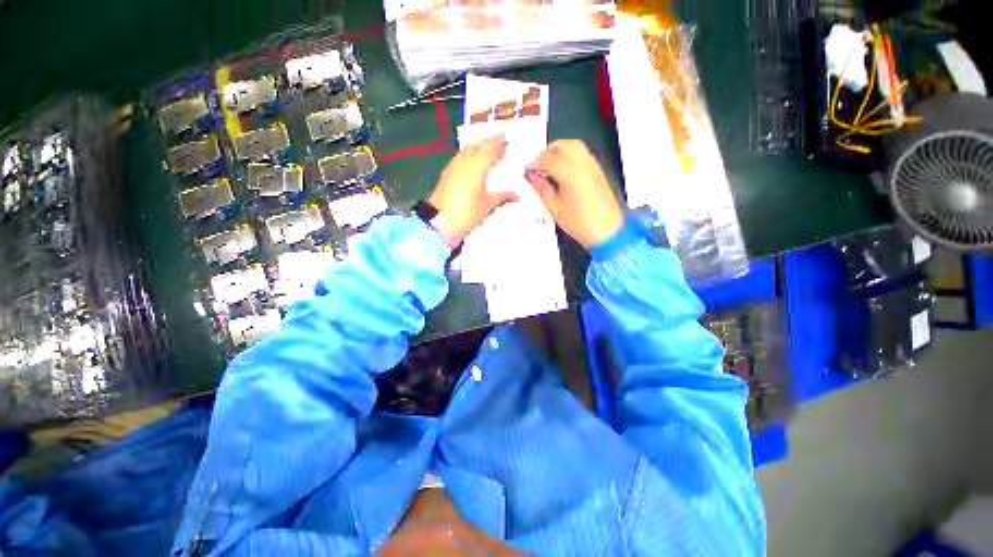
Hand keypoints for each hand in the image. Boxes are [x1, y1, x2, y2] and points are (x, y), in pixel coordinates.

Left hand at [429, 135, 517, 247]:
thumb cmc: (467, 213)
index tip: (505, 135)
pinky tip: (471, 163)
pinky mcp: (446, 174)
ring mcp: (453, 167)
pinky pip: (459, 158)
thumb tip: (517, 195)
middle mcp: (464, 162)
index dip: (498, 141)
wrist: (440, 222)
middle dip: (487, 142)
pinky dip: (468, 156)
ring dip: (476, 147)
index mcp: (477, 166)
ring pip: (466, 150)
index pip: (490, 148)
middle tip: (497, 142)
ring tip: (486, 151)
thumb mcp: (487, 206)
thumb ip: (502, 197)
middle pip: (477, 146)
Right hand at [525, 140, 623, 248]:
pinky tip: (562, 169)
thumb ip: (542, 189)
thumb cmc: (583, 224)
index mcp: (571, 175)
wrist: (607, 232)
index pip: (548, 158)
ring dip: (558, 151)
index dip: (534, 162)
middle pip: (562, 145)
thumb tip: (534, 178)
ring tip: (548, 166)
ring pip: (573, 145)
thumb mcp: (555, 209)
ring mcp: (593, 166)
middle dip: (546, 152)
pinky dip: (569, 155)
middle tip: (537, 165)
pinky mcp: (598, 171)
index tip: (528, 169)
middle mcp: (584, 165)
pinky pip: (582, 153)